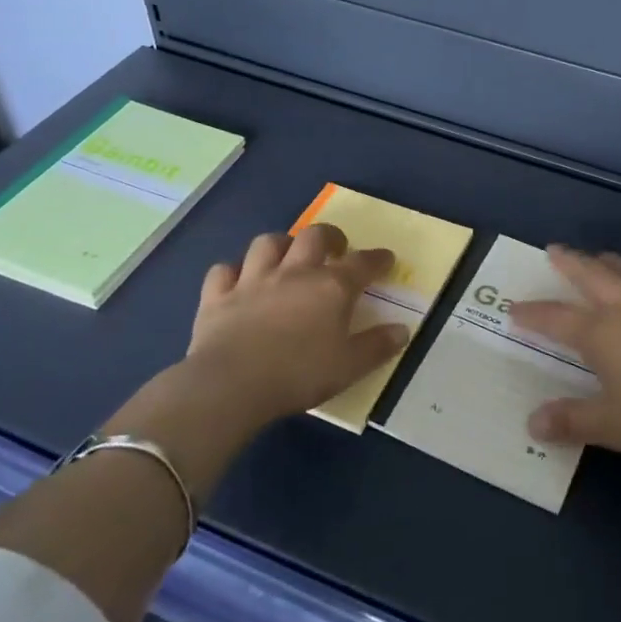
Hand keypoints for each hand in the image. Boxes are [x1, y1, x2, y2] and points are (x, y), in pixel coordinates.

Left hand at [184, 222, 409, 422]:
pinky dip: (233, 272)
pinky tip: (238, 281)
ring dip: (281, 245)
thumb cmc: (298, 375)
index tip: (386, 259)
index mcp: (331, 288)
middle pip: (314, 236)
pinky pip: (224, 270)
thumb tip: (402, 330)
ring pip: (267, 243)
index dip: (378, 259)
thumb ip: (377, 347)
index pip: (362, 263)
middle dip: (329, 236)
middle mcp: (294, 273)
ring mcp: (252, 280)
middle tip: (335, 249)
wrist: (231, 385)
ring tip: (287, 257)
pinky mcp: (217, 296)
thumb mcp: (349, 367)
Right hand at [511, 246, 620, 470]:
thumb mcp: (611, 425)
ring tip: (599, 257)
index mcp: (602, 333)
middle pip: (591, 275)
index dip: (533, 314)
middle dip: (569, 263)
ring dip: (608, 260)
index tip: (515, 308)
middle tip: (553, 250)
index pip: (556, 318)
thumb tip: (532, 423)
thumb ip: (570, 421)